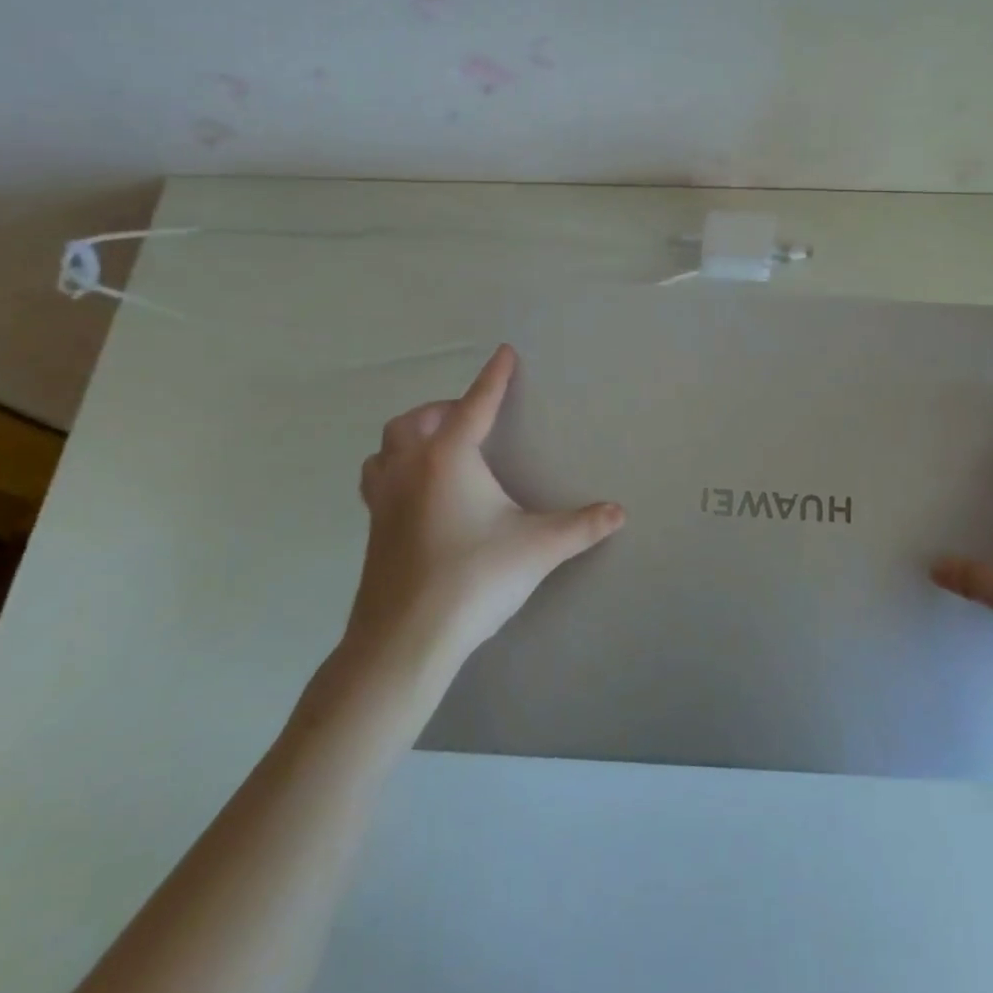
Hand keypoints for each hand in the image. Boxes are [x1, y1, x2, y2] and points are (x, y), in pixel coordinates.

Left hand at [342, 344, 624, 690]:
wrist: (405, 640)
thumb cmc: (475, 578)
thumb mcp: (538, 548)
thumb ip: (581, 526)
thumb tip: (619, 512)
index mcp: (449, 458)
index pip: (476, 404)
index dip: (494, 377)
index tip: (504, 352)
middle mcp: (411, 468)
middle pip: (417, 420)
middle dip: (444, 408)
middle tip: (472, 416)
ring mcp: (384, 500)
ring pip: (386, 448)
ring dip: (410, 436)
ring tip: (437, 447)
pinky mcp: (373, 530)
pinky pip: (378, 480)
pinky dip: (395, 469)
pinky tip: (418, 494)